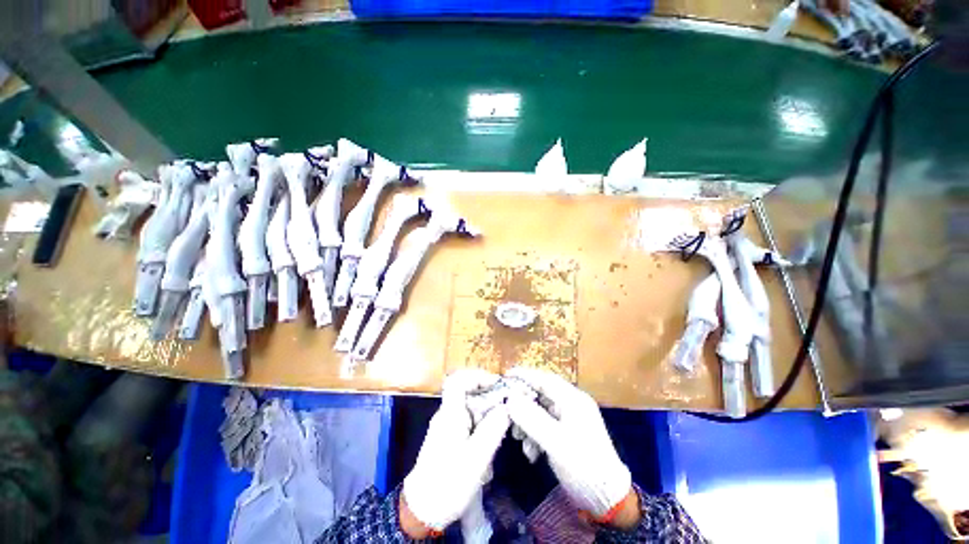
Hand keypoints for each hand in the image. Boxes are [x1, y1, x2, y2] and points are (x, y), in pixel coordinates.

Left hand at [402, 369, 509, 534]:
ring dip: (487, 416)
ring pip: (471, 409)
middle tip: (508, 412)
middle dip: (490, 399)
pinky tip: (489, 445)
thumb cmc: (449, 483)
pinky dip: (481, 427)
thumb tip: (506, 407)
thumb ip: (493, 429)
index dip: (477, 376)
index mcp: (450, 414)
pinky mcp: (449, 437)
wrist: (423, 510)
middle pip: (469, 393)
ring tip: (500, 432)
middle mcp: (447, 414)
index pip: (459, 380)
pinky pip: (468, 422)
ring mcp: (447, 425)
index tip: (497, 384)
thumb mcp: (476, 458)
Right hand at [505, 367, 633, 522]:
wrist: (607, 499)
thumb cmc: (583, 465)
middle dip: (523, 404)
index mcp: (573, 399)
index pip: (544, 379)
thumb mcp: (555, 441)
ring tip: (519, 438)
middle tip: (507, 414)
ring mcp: (570, 419)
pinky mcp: (567, 433)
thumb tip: (510, 398)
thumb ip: (531, 418)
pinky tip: (531, 452)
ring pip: (541, 411)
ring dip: (527, 422)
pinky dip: (535, 435)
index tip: (505, 376)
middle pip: (541, 395)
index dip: (524, 375)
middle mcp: (572, 404)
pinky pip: (546, 425)